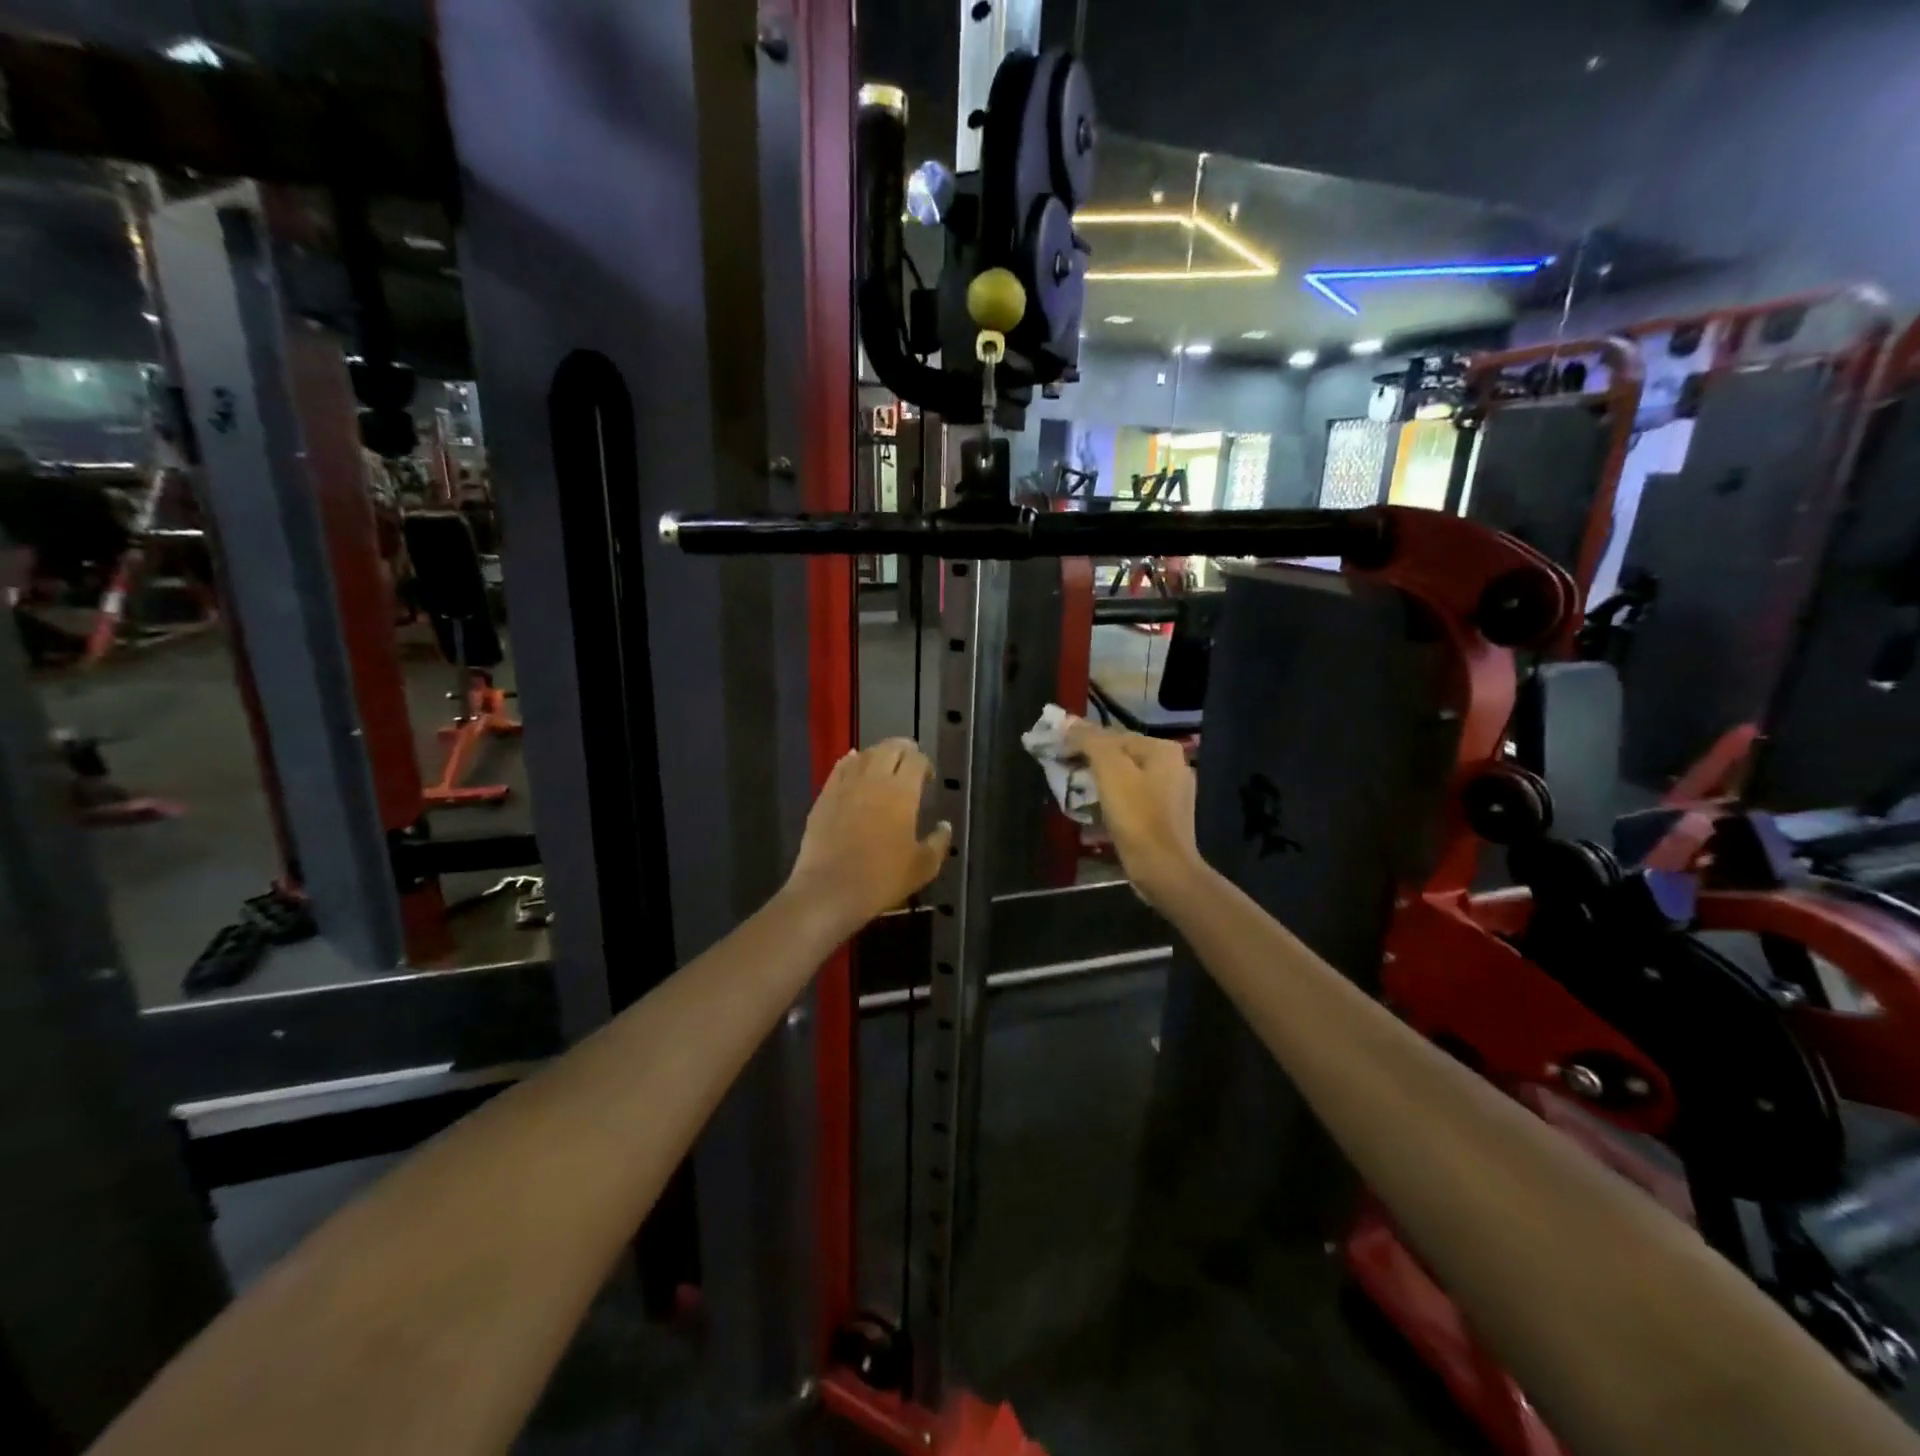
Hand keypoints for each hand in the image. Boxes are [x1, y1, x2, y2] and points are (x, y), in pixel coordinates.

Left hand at [787, 739, 951, 931]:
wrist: (830, 889)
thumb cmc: (882, 879)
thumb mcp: (923, 867)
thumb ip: (938, 843)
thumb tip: (945, 826)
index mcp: (902, 792)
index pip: (916, 760)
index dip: (925, 764)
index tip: (928, 778)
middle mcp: (874, 780)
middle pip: (890, 748)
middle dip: (903, 750)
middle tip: (909, 763)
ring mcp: (846, 785)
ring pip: (864, 755)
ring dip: (878, 754)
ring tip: (884, 764)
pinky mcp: (824, 796)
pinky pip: (840, 768)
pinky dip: (851, 762)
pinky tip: (853, 764)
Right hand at [1066, 720, 1204, 909]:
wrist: (1163, 869)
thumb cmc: (1136, 816)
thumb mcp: (1110, 771)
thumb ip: (1090, 741)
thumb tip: (1069, 722)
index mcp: (1163, 750)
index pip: (1113, 735)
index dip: (1081, 741)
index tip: (1057, 754)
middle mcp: (1173, 766)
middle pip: (1121, 757)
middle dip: (1091, 764)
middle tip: (1064, 774)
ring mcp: (1172, 794)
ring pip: (1126, 779)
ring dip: (1100, 784)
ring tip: (1076, 794)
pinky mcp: (1165, 819)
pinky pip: (1132, 801)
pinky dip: (1113, 803)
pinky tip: (1097, 814)